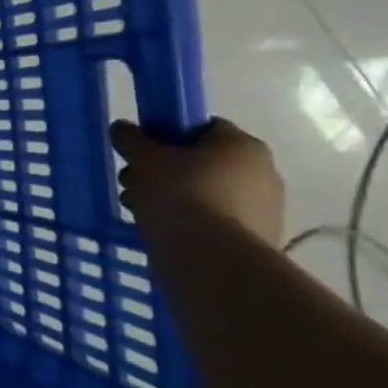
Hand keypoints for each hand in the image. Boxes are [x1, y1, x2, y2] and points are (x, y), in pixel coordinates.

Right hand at [110, 117, 284, 246]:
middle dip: (165, 171)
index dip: (168, 136)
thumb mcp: (144, 159)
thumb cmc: (179, 195)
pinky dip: (191, 223)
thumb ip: (131, 139)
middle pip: (203, 163)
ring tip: (141, 211)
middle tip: (133, 183)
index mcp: (243, 145)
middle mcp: (264, 172)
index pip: (203, 128)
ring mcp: (266, 210)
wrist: (211, 260)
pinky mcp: (258, 241)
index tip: (142, 153)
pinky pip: (215, 221)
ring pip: (207, 194)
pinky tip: (164, 232)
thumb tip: (122, 127)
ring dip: (174, 198)